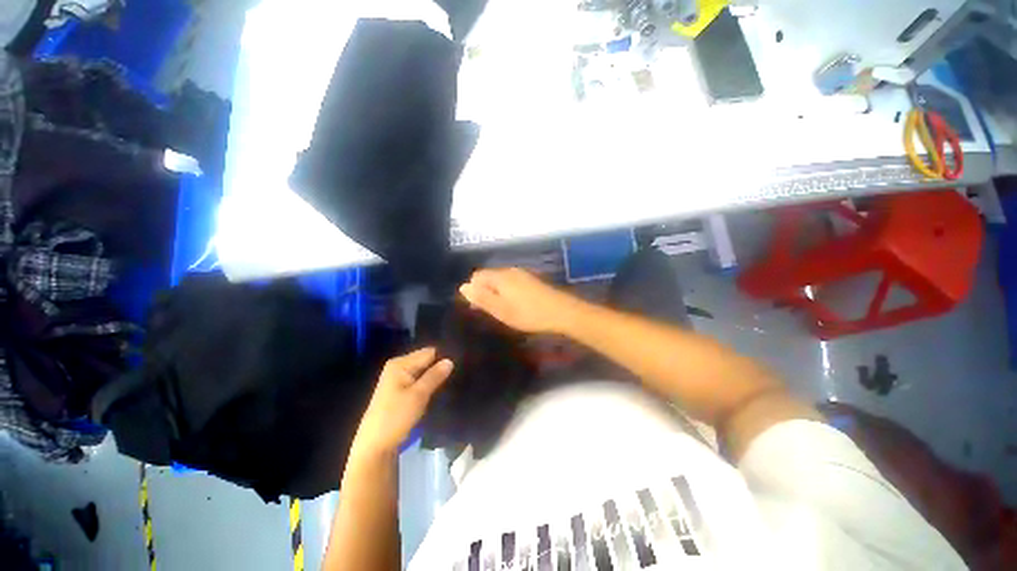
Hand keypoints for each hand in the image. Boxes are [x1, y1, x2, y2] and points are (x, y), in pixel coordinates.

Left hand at [352, 347, 452, 456]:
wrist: (375, 446)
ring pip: (424, 372)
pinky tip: (439, 389)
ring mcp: (398, 379)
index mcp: (400, 363)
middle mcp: (398, 367)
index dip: (444, 357)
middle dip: (440, 367)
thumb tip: (450, 360)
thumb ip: (435, 376)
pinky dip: (428, 384)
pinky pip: (419, 381)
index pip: (429, 352)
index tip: (459, 364)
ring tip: (452, 381)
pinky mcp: (400, 391)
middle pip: (426, 360)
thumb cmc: (396, 417)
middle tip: (457, 374)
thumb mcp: (418, 395)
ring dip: (435, 377)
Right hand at [459, 268, 582, 333]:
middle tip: (492, 311)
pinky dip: (508, 292)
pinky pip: (512, 282)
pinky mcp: (531, 279)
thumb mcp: (501, 310)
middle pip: (489, 277)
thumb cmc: (528, 314)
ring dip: (497, 293)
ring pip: (501, 280)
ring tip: (504, 310)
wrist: (561, 311)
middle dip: (485, 292)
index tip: (478, 308)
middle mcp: (510, 270)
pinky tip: (517, 305)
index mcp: (500, 276)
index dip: (473, 291)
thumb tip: (463, 287)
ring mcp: (522, 273)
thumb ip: (482, 298)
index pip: (477, 276)